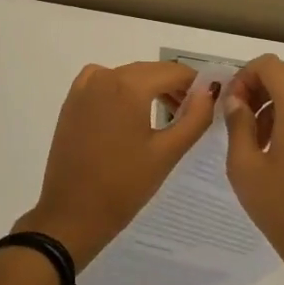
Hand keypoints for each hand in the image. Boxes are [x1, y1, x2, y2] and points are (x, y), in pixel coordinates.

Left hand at [16, 61, 216, 267]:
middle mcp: (104, 76)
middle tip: (193, 112)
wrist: (72, 213)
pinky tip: (132, 113)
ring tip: (168, 115)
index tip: (211, 99)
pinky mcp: (72, 100)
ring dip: (150, 88)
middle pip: (150, 71)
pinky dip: (123, 89)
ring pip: (128, 76)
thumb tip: (209, 90)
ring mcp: (84, 87)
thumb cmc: (124, 186)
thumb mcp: (167, 152)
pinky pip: (105, 82)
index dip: (196, 82)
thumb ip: (195, 117)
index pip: (173, 71)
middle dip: (174, 86)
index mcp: (128, 85)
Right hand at [222, 55, 283, 284]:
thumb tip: (236, 100)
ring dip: (274, 102)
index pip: (271, 65)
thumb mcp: (244, 168)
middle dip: (258, 86)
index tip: (230, 105)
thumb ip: (237, 125)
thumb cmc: (283, 211)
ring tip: (255, 140)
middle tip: (238, 118)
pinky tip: (277, 151)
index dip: (245, 75)